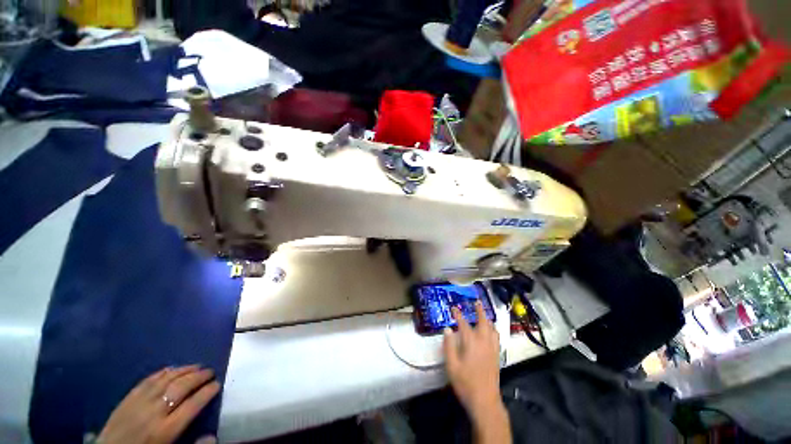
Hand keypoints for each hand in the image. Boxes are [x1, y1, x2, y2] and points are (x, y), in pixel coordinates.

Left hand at [98, 365, 220, 443]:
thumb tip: (213, 436)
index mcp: (165, 430)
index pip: (192, 405)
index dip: (207, 392)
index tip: (218, 384)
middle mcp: (154, 412)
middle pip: (181, 388)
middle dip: (199, 377)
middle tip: (211, 371)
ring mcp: (139, 402)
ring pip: (166, 380)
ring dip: (184, 370)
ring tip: (197, 366)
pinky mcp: (128, 397)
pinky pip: (149, 380)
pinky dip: (164, 372)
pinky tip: (173, 368)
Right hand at [444, 303, 510, 443]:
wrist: (485, 401)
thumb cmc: (465, 383)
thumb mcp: (451, 365)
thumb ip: (449, 345)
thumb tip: (447, 329)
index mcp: (471, 343)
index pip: (463, 323)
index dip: (458, 314)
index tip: (453, 308)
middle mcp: (483, 342)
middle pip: (483, 322)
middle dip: (479, 311)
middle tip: (477, 302)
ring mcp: (492, 349)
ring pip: (492, 329)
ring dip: (488, 319)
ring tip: (484, 314)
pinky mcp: (497, 356)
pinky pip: (497, 337)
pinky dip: (493, 330)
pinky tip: (491, 331)